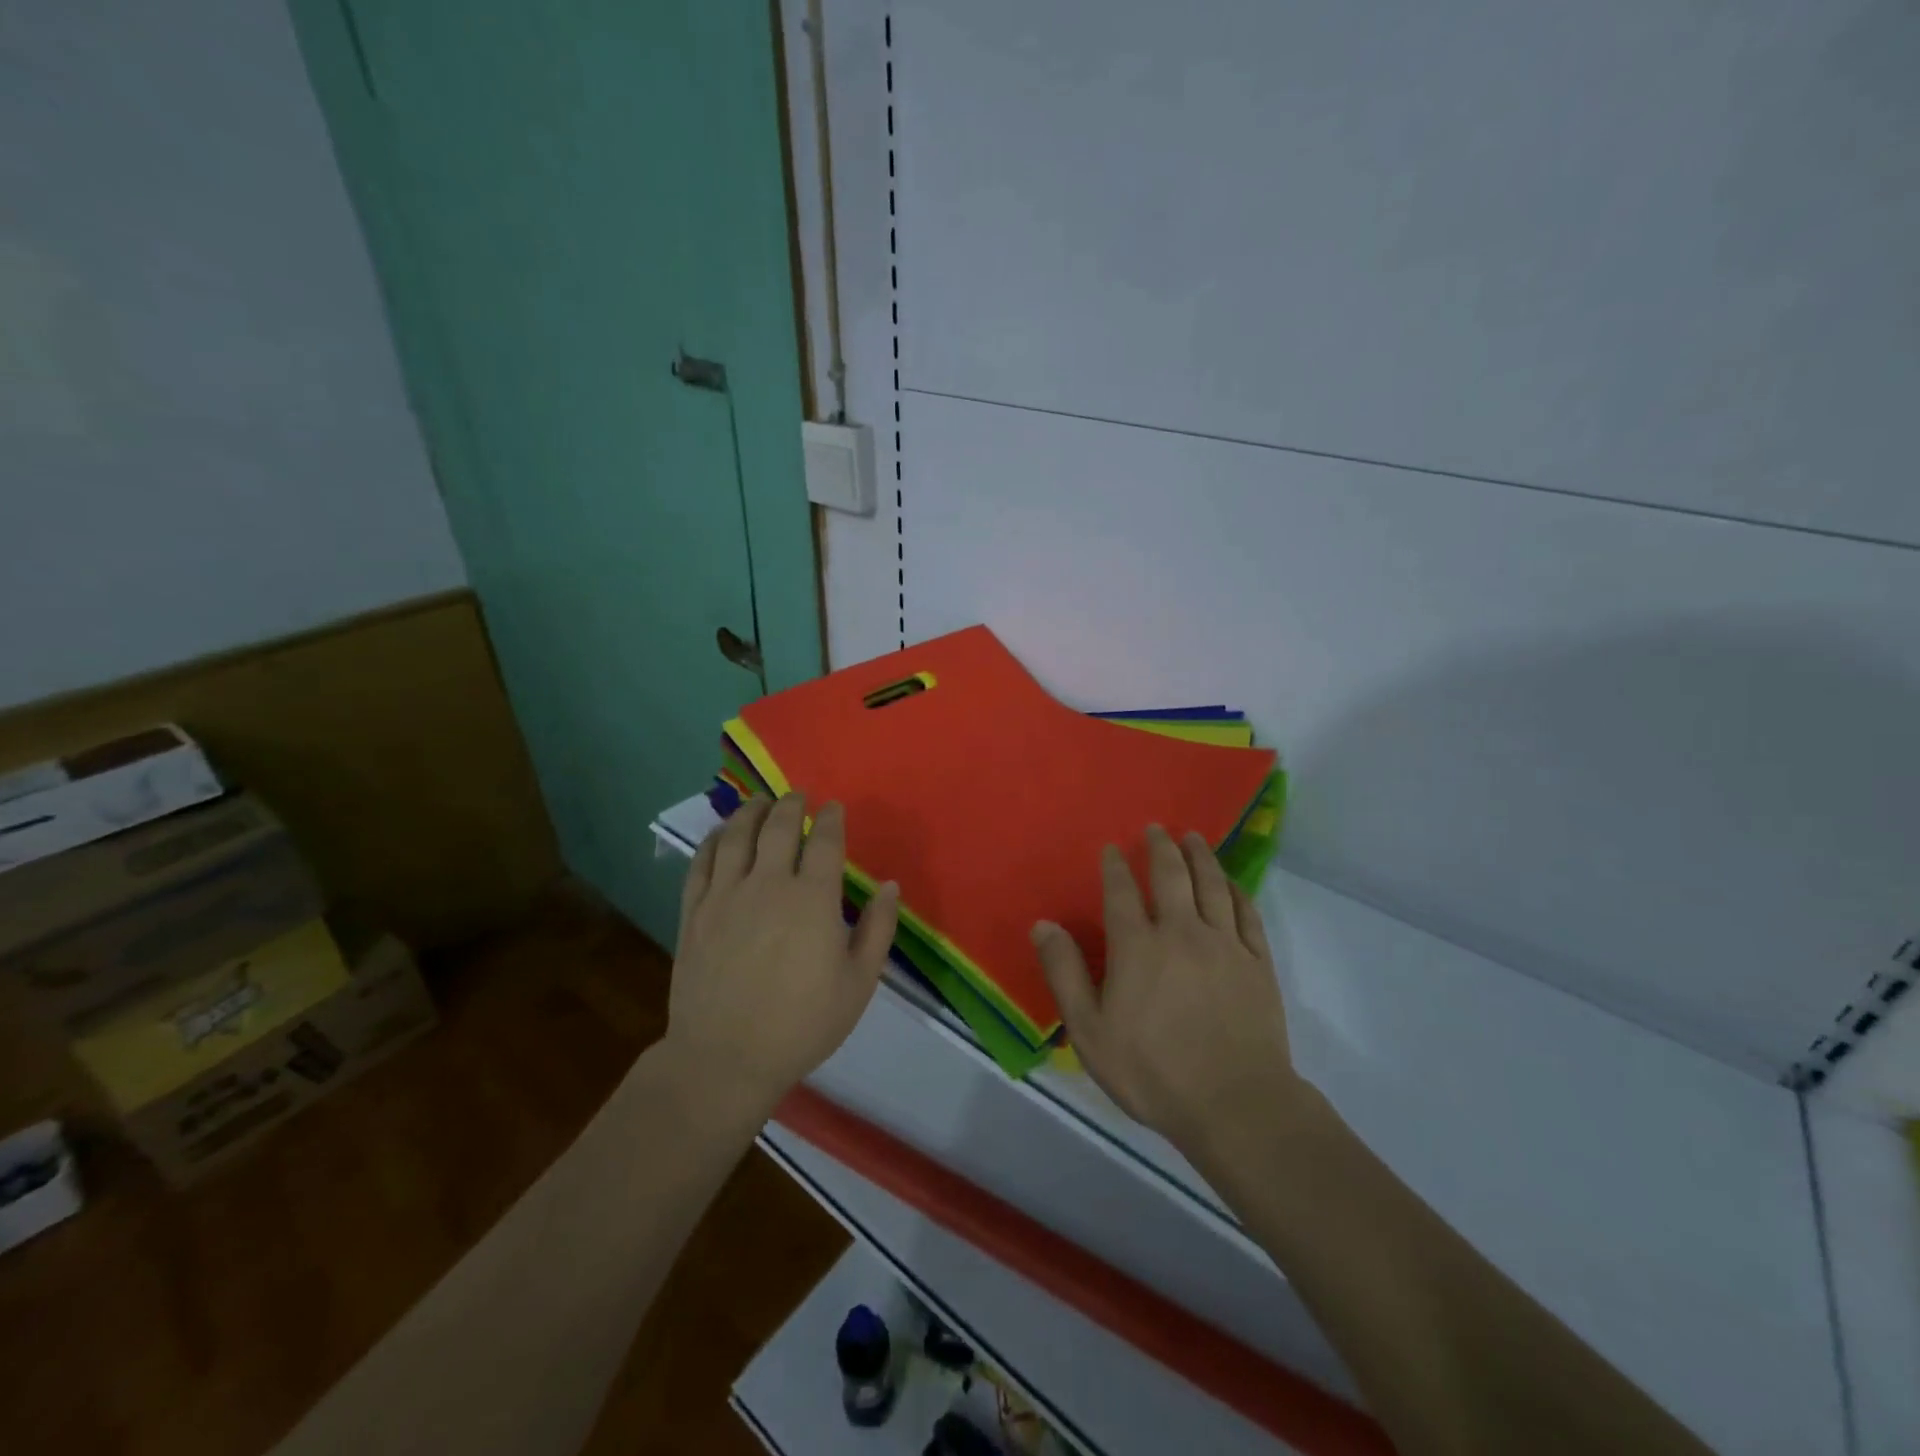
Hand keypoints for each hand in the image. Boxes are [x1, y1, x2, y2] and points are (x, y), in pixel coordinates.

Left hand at [668, 794, 898, 1113]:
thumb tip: (890, 886)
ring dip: (751, 811)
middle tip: (798, 795)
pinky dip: (713, 840)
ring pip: (736, 835)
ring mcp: (725, 895)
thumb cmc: (802, 1023)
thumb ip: (878, 929)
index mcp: (812, 898)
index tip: (834, 807)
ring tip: (760, 801)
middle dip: (791, 804)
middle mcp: (767, 884)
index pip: (824, 841)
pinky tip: (721, 834)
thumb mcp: (858, 983)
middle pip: (778, 827)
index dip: (830, 818)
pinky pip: (701, 862)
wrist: (725, 1058)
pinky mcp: (694, 912)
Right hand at [1031, 825, 1310, 1160]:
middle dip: (1161, 848)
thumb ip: (1065, 973)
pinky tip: (1231, 882)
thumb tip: (1043, 924)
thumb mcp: (1090, 1031)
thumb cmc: (1152, 1071)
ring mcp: (1225, 945)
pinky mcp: (1257, 962)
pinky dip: (1237, 890)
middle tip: (1157, 828)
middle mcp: (1182, 932)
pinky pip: (1247, 913)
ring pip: (1213, 885)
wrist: (1235, 1104)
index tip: (1112, 848)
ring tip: (1194, 839)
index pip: (1122, 892)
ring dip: (1201, 857)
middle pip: (1172, 876)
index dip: (1115, 866)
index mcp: (1138, 947)